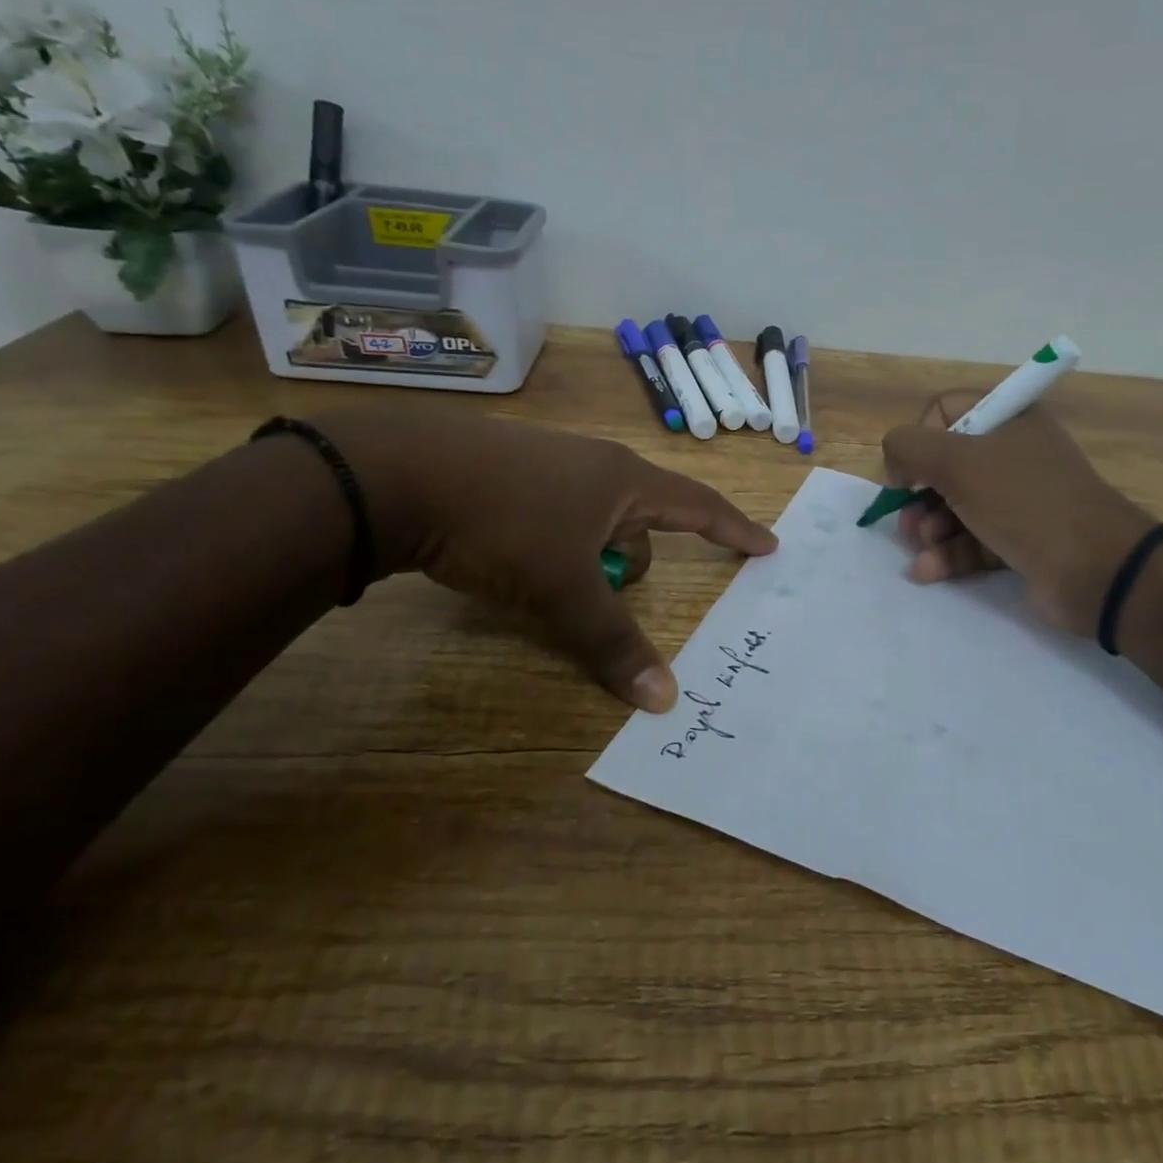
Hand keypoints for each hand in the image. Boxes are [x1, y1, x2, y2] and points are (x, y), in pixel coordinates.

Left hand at [316, 409, 775, 711]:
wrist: (394, 473)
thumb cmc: (502, 523)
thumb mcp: (563, 589)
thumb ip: (613, 642)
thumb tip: (665, 700)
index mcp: (625, 481)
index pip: (699, 506)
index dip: (735, 529)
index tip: (767, 545)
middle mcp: (596, 463)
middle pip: (642, 519)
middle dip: (632, 560)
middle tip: (604, 591)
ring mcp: (550, 462)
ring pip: (596, 518)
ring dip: (589, 555)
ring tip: (548, 582)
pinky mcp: (509, 470)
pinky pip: (558, 512)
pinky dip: (555, 542)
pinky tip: (514, 556)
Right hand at [881, 394, 1154, 635]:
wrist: (1095, 569)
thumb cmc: (1024, 501)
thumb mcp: (958, 462)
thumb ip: (909, 447)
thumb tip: (895, 463)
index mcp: (1008, 418)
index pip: (944, 410)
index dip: (917, 439)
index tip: (906, 474)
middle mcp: (1013, 452)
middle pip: (945, 464)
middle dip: (919, 494)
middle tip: (908, 520)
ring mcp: (1018, 498)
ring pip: (955, 506)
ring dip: (929, 527)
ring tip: (923, 546)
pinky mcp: (1019, 539)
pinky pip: (972, 540)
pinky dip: (948, 554)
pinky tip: (927, 571)